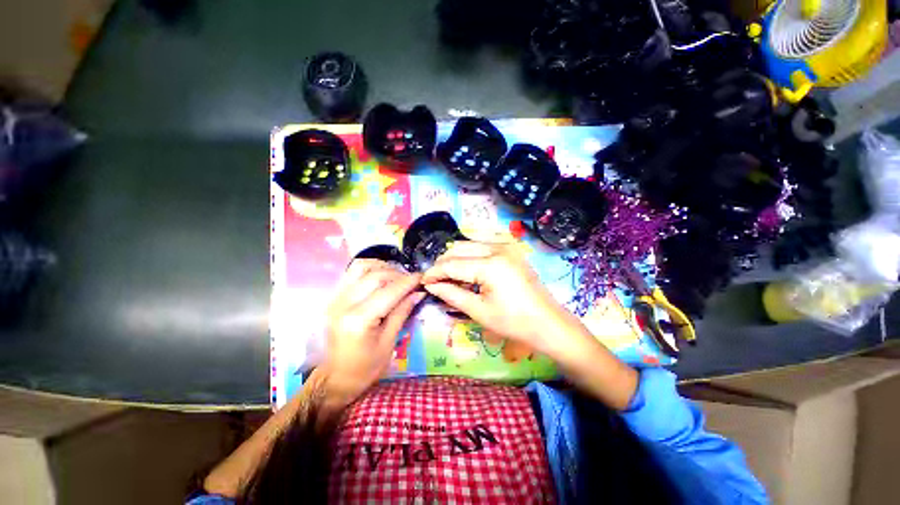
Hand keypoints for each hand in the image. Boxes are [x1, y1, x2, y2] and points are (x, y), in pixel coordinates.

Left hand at [321, 259, 423, 404]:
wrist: (333, 379)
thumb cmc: (364, 368)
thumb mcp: (388, 343)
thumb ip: (402, 312)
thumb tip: (418, 293)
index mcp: (358, 320)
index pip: (389, 291)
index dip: (408, 282)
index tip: (422, 277)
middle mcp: (343, 303)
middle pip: (376, 275)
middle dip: (398, 275)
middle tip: (412, 281)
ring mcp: (335, 298)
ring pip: (361, 267)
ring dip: (382, 267)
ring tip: (396, 277)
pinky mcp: (333, 297)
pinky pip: (352, 272)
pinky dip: (369, 269)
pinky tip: (381, 277)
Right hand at [421, 241, 584, 356]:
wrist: (548, 323)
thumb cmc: (513, 322)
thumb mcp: (478, 311)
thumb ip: (451, 294)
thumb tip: (431, 285)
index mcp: (490, 264)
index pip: (452, 263)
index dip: (434, 272)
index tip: (422, 281)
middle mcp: (497, 248)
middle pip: (458, 248)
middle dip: (443, 263)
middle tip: (435, 280)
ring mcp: (506, 247)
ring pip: (469, 245)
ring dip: (455, 259)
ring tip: (448, 277)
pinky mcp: (510, 250)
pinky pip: (482, 248)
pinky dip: (469, 257)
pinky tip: (466, 272)